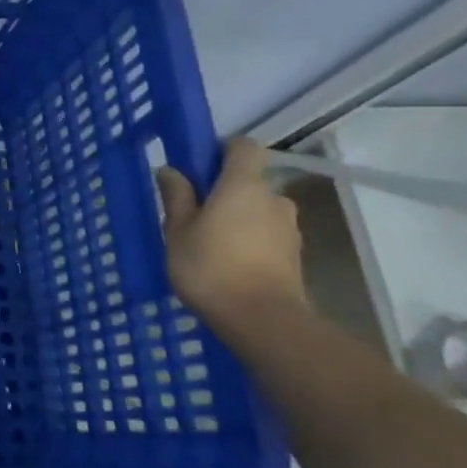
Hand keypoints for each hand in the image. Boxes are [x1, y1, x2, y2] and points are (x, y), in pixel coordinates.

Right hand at [155, 137, 305, 329]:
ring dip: (238, 219)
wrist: (262, 320)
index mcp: (243, 185)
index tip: (198, 167)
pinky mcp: (295, 255)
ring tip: (210, 245)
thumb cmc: (210, 267)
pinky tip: (229, 264)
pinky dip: (250, 241)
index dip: (221, 150)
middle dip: (224, 193)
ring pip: (258, 211)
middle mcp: (274, 199)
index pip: (242, 147)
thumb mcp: (178, 231)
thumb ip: (176, 197)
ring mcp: (289, 228)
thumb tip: (171, 170)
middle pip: (249, 182)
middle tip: (194, 215)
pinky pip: (267, 235)